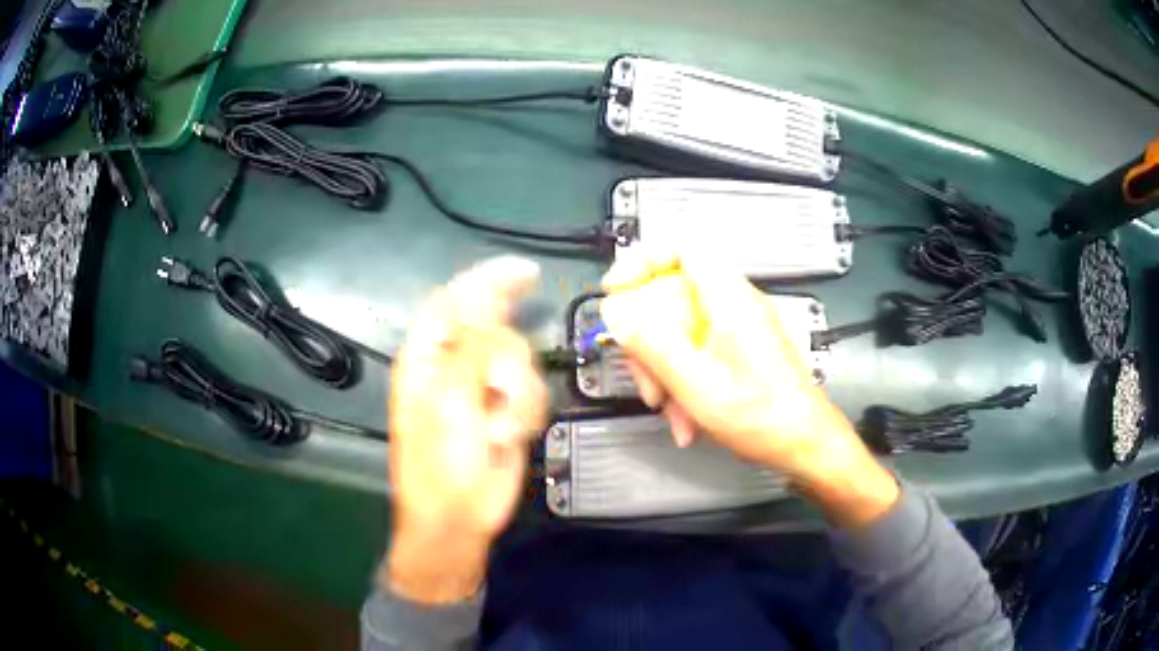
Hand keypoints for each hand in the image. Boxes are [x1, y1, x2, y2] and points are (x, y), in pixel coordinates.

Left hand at [385, 257, 546, 602]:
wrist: (459, 520)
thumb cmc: (440, 466)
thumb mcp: (449, 405)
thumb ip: (471, 351)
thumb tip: (490, 307)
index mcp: (428, 358)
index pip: (455, 302)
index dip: (488, 281)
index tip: (526, 273)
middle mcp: (456, 366)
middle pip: (496, 329)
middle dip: (507, 361)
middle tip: (503, 389)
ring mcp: (484, 389)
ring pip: (522, 362)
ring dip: (518, 397)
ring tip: (498, 430)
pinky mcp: (509, 411)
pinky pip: (533, 391)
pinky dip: (527, 413)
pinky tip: (509, 437)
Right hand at [600, 250, 898, 527]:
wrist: (803, 444)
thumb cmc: (763, 415)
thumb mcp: (696, 383)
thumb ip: (653, 344)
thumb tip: (618, 313)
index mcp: (729, 298)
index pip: (681, 249)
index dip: (642, 261)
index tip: (616, 288)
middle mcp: (734, 305)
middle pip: (671, 298)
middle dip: (648, 340)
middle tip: (643, 376)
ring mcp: (737, 329)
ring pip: (680, 332)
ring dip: (664, 371)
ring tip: (668, 409)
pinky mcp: (738, 352)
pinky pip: (696, 354)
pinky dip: (683, 383)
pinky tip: (685, 419)